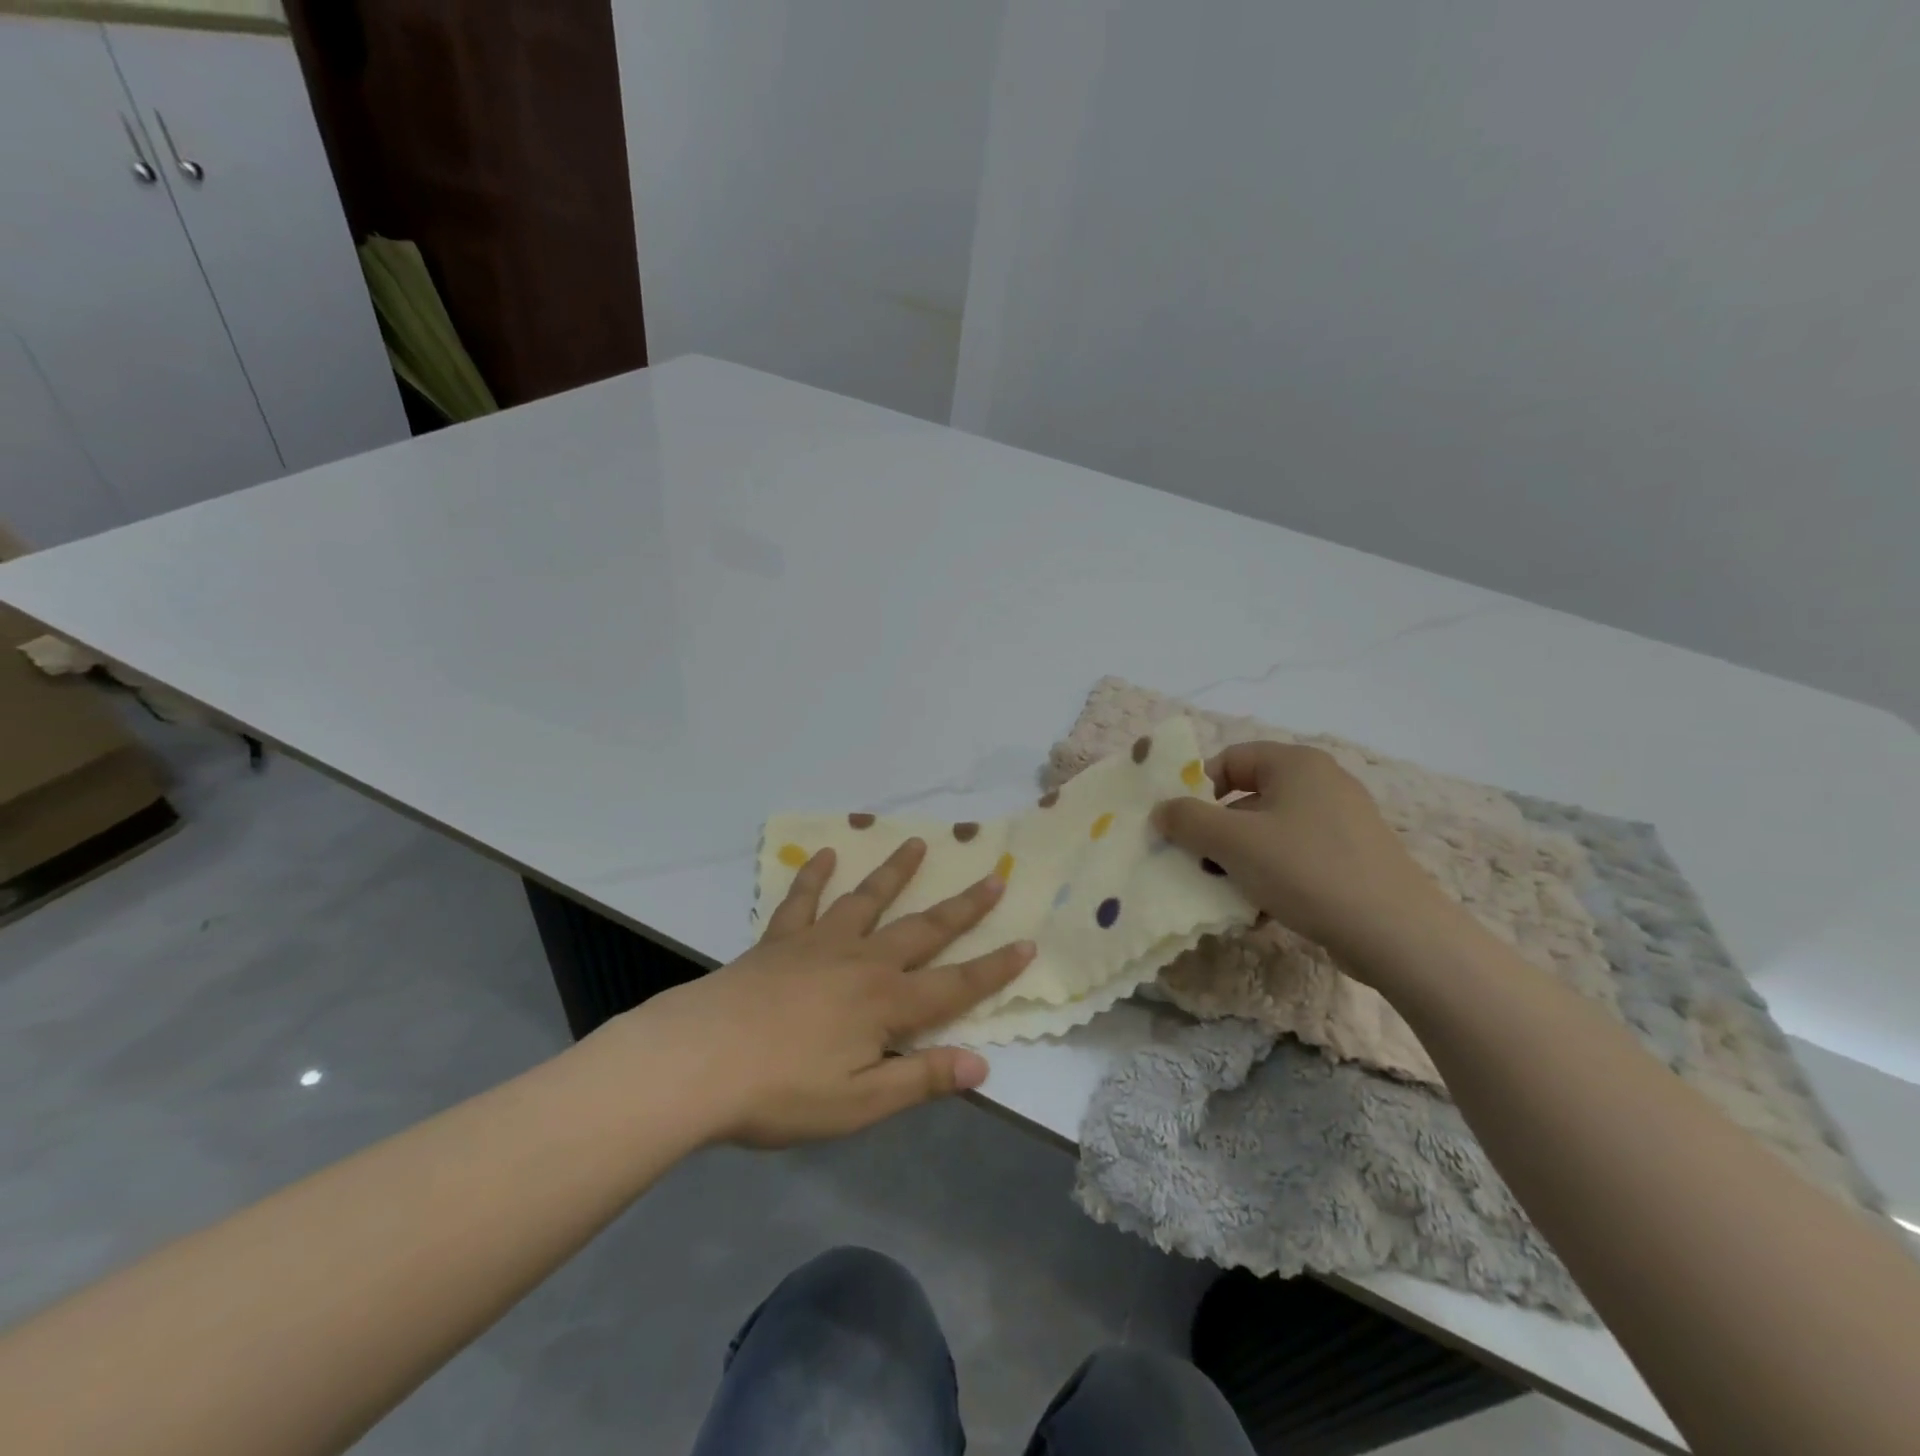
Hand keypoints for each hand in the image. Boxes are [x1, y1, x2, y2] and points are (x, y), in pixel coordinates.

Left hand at [610, 839, 1033, 1148]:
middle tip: (993, 876)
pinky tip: (823, 855)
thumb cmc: (780, 1091)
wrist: (697, 1061)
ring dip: (897, 872)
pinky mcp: (780, 940)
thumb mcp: (857, 1104)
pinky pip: (802, 901)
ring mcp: (820, 943)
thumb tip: (982, 1066)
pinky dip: (813, 876)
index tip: (1028, 943)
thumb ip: (919, 1080)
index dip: (995, 968)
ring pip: (869, 900)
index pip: (956, 985)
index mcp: (886, 1004)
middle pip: (924, 929)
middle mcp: (862, 962)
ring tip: (919, 844)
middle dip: (963, 907)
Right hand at [1152, 741, 1456, 971]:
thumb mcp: (1234, 842)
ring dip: (1238, 862)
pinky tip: (1260, 912)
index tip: (1180, 827)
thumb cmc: (1307, 871)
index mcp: (1296, 764)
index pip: (1230, 760)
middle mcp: (1320, 784)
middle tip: (1196, 866)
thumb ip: (1187, 820)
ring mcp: (1341, 823)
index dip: (1197, 790)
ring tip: (1226, 895)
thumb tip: (1162, 810)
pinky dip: (1270, 878)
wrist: (1397, 934)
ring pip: (1268, 834)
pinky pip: (1294, 858)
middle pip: (1246, 799)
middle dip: (1215, 834)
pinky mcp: (1351, 859)